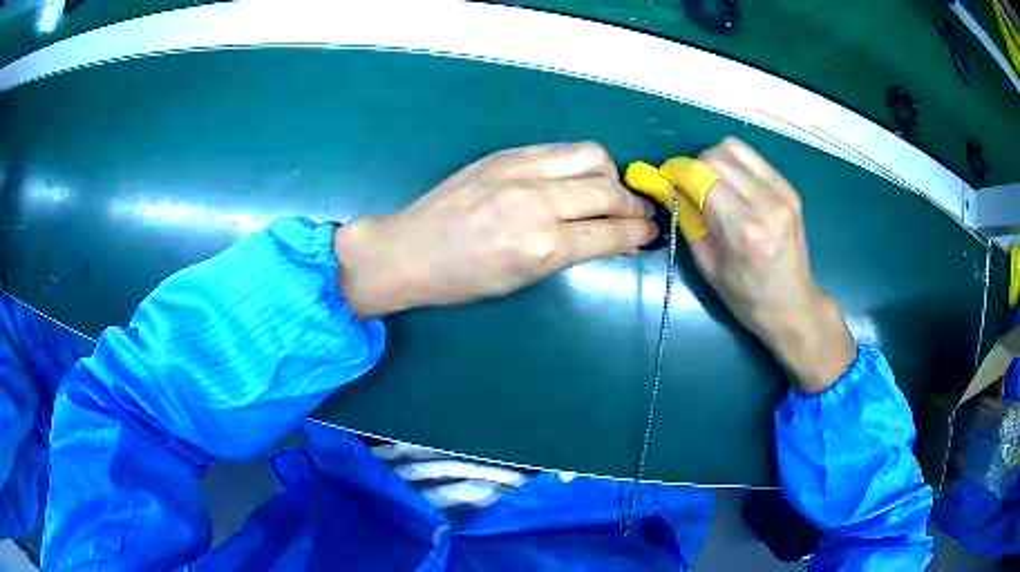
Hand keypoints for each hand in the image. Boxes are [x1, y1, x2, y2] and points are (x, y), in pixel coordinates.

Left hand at [333, 143, 656, 318]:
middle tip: (640, 214)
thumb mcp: (522, 279)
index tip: (653, 233)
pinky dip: (580, 163)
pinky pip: (561, 149)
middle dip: (635, 204)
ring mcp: (521, 170)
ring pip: (592, 157)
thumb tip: (611, 240)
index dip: (640, 234)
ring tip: (609, 191)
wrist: (409, 249)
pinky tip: (577, 177)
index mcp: (542, 247)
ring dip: (611, 176)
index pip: (611, 233)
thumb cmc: (462, 280)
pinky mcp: (507, 154)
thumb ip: (571, 254)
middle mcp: (538, 202)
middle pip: (609, 191)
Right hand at [688, 138, 854, 393]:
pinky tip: (733, 184)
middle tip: (688, 185)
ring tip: (711, 182)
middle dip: (694, 165)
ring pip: (734, 148)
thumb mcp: (708, 266)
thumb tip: (669, 187)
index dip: (677, 172)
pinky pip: (752, 157)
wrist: (793, 305)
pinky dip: (735, 163)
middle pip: (716, 156)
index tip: (667, 179)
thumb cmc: (747, 297)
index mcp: (744, 230)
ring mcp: (782, 193)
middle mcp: (766, 204)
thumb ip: (688, 220)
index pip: (701, 176)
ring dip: (714, 160)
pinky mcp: (789, 188)